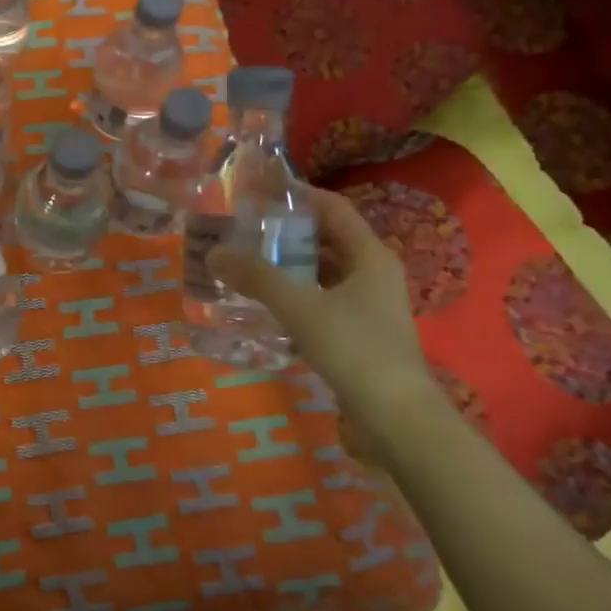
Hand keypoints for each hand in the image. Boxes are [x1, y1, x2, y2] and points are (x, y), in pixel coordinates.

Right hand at [207, 187, 439, 443]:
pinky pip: (323, 299)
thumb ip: (257, 278)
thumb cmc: (354, 348)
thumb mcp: (300, 308)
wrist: (396, 417)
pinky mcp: (360, 332)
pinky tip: (267, 304)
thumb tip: (213, 252)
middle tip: (244, 230)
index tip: (259, 193)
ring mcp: (369, 304)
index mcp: (369, 255)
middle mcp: (373, 273)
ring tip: (247, 264)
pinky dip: (297, 295)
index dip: (299, 196)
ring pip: (323, 272)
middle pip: (326, 239)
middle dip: (286, 233)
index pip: (333, 208)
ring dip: (289, 266)